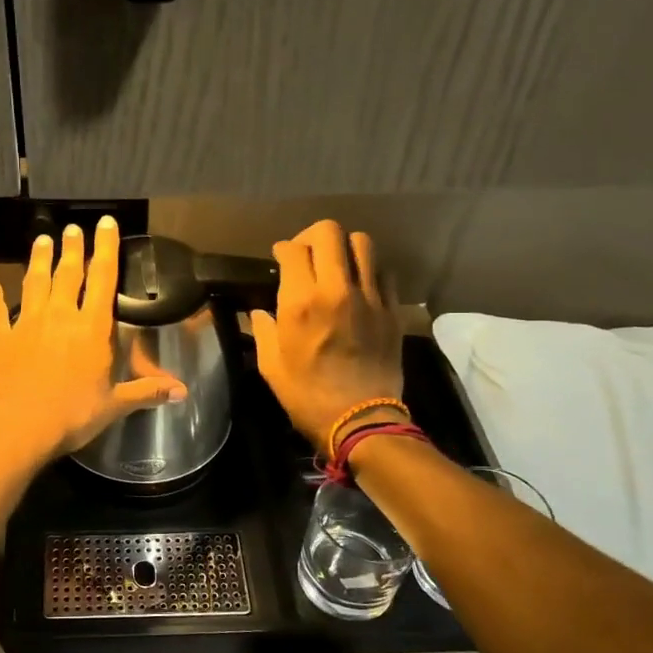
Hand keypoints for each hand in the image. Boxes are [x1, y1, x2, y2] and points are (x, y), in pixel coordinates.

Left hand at [0, 217, 186, 464]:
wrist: (19, 426)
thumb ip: (146, 391)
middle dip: (72, 248)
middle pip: (67, 274)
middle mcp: (59, 316)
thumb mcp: (115, 405)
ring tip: (41, 241)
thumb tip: (183, 392)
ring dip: (37, 261)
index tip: (105, 223)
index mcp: (91, 328)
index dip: (106, 249)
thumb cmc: (72, 415)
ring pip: (33, 283)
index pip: (102, 279)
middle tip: (72, 228)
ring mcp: (26, 324)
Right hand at [251, 220, 404, 449]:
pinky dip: (369, 270)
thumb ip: (263, 330)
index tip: (280, 258)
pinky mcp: (392, 309)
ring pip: (363, 243)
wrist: (360, 420)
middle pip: (329, 233)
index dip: (283, 248)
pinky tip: (359, 286)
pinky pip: (384, 272)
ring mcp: (370, 297)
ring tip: (336, 264)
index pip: (293, 249)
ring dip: (345, 247)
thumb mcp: (270, 365)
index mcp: (301, 302)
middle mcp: (336, 289)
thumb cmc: (306, 395)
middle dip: (312, 236)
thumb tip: (259, 313)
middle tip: (306, 253)